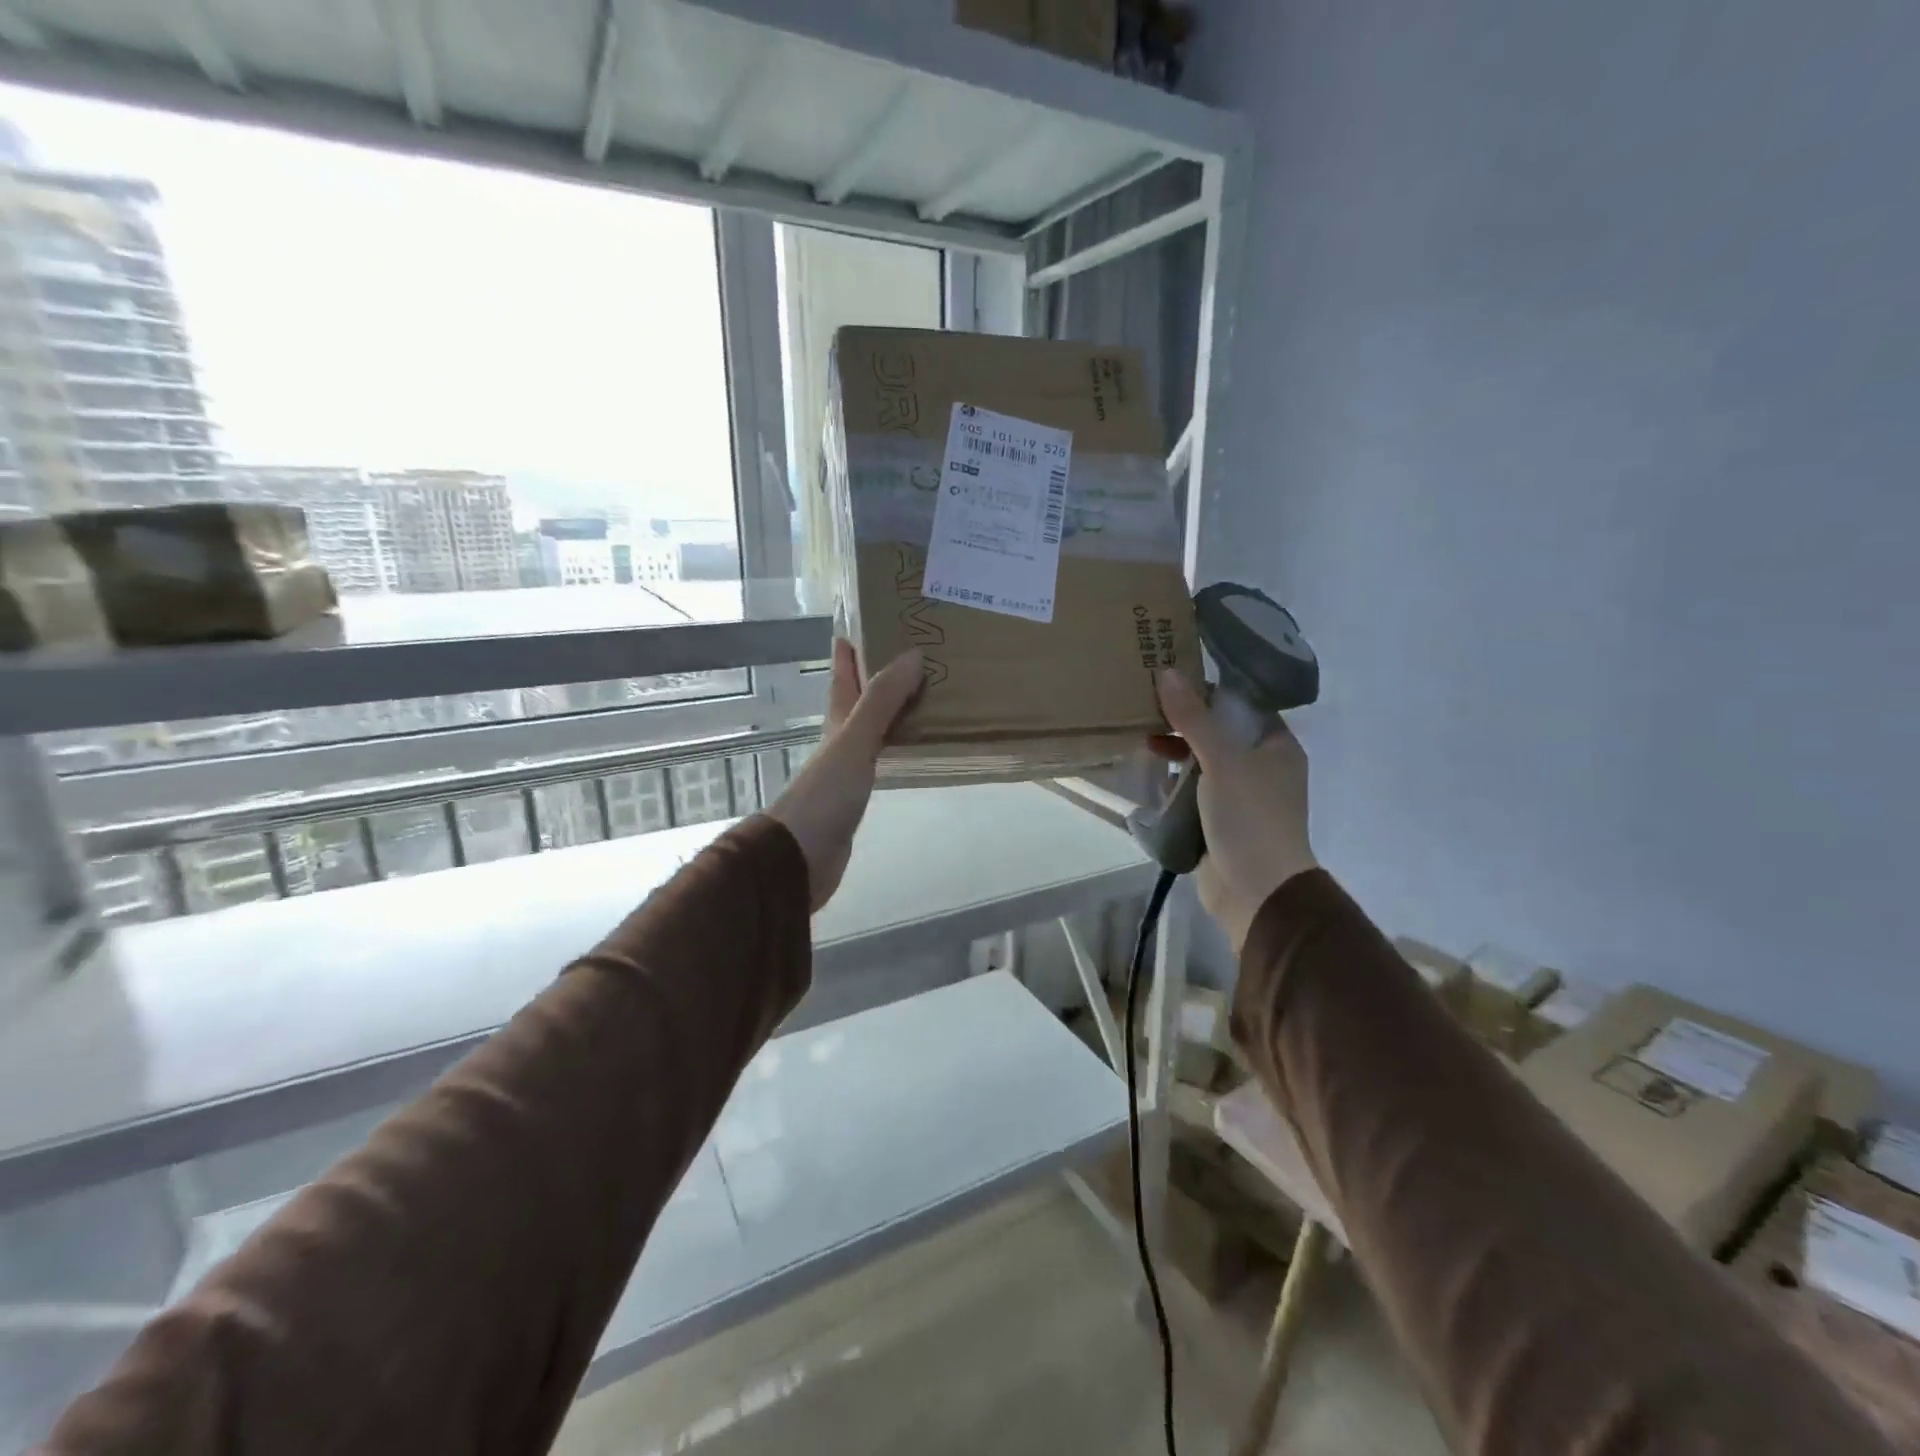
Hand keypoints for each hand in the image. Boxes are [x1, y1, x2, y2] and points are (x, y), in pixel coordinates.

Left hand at [767, 640, 924, 910]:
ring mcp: (849, 769)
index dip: (852, 647)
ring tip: (929, 693)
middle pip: (861, 698)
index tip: (871, 618)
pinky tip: (918, 747)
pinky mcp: (859, 796)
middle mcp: (841, 739)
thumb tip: (913, 655)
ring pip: (876, 728)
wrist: (800, 857)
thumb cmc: (825, 794)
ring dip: (896, 710)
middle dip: (882, 675)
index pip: (843, 674)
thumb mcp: (854, 740)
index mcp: (836, 720)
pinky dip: (901, 746)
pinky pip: (885, 759)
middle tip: (919, 653)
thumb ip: (882, 701)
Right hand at [1150, 669, 1317, 954]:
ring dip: (1178, 752)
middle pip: (1221, 732)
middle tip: (1149, 706)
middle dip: (1187, 722)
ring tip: (1144, 738)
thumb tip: (1167, 672)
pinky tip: (1153, 775)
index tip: (1173, 678)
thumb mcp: (1221, 760)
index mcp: (1277, 746)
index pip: (1243, 705)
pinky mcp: (1222, 821)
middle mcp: (1264, 767)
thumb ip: (1193, 718)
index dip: (1210, 690)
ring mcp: (1243, 796)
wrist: (1257, 890)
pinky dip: (1177, 782)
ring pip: (1206, 762)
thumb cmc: (1249, 817)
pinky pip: (1197, 791)